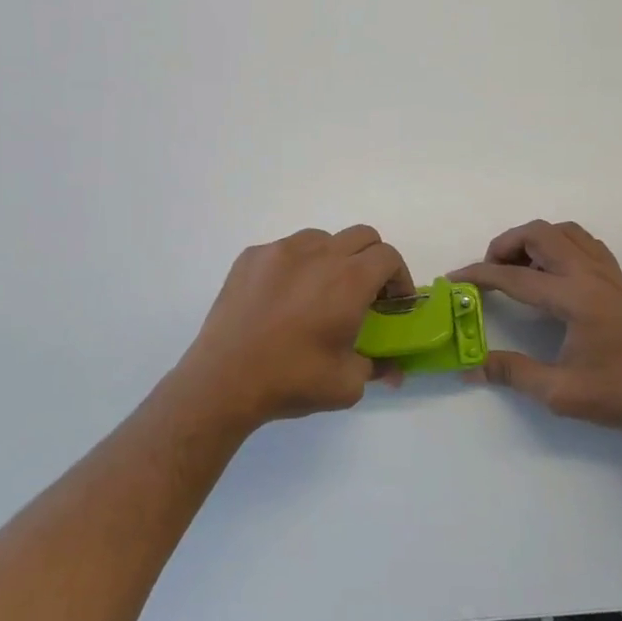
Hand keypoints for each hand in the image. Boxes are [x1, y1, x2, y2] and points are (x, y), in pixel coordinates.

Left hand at [172, 225, 413, 432]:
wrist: (223, 380)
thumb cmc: (292, 380)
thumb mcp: (347, 384)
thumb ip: (377, 367)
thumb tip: (392, 370)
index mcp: (349, 280)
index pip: (388, 256)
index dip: (398, 277)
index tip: (393, 303)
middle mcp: (318, 254)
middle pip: (361, 236)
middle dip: (372, 260)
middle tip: (365, 294)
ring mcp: (280, 250)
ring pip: (321, 238)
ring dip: (333, 258)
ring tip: (321, 293)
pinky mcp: (251, 257)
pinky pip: (285, 249)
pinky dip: (296, 265)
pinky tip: (283, 298)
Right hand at [451, 220, 621, 441]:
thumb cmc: (618, 395)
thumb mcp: (558, 391)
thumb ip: (511, 373)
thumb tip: (470, 368)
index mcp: (574, 298)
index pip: (515, 277)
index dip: (479, 275)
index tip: (454, 279)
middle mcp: (590, 275)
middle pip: (540, 234)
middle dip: (506, 244)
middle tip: (489, 270)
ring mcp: (608, 273)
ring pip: (564, 232)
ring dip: (534, 240)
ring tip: (518, 267)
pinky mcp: (618, 280)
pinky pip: (584, 243)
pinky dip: (559, 245)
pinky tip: (551, 271)